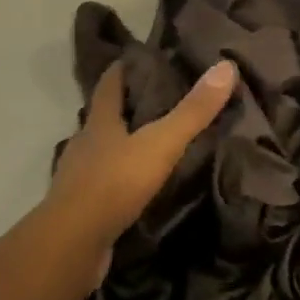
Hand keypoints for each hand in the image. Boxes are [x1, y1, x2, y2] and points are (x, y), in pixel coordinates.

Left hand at [42, 59, 238, 252]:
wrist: (73, 244)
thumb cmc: (114, 183)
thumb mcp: (160, 144)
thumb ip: (192, 111)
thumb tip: (226, 67)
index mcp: (99, 122)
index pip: (109, 84)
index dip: (122, 68)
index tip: (138, 56)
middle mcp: (84, 144)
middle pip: (103, 117)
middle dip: (125, 106)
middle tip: (156, 99)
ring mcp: (79, 177)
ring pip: (102, 151)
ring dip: (121, 145)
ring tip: (150, 142)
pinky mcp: (82, 207)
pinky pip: (102, 184)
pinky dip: (119, 179)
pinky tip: (135, 186)